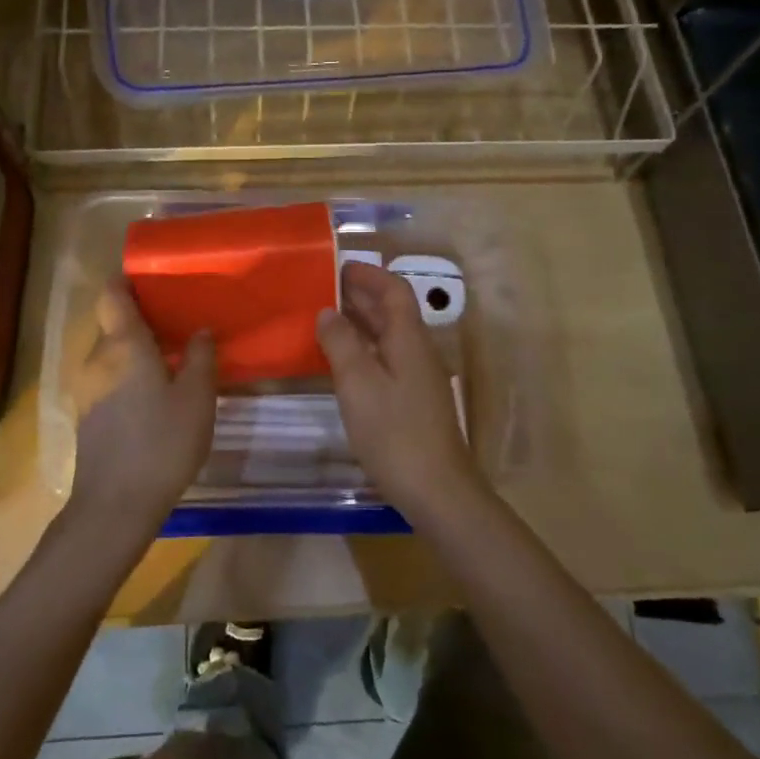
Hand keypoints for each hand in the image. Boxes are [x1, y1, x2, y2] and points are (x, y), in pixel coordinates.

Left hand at [68, 278, 215, 542]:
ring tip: (171, 356)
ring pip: (110, 354)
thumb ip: (201, 358)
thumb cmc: (161, 443)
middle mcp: (97, 359)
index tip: (151, 278)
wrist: (115, 505)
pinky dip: (127, 374)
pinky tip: (153, 393)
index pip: (112, 295)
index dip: (126, 280)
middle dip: (140, 318)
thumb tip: (201, 330)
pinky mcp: (87, 415)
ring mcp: (87, 388)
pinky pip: (107, 378)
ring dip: (135, 349)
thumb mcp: (197, 398)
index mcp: (123, 345)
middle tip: (177, 320)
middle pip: (112, 324)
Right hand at [316, 261, 489, 524]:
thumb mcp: (358, 383)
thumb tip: (327, 312)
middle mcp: (418, 350)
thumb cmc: (394, 431)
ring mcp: (419, 377)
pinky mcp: (414, 401)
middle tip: (322, 291)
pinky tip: (343, 363)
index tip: (337, 268)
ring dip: (361, 323)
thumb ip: (340, 343)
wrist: (437, 490)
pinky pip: (388, 359)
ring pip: (390, 336)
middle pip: (392, 311)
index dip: (368, 275)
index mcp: (409, 338)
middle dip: (361, 296)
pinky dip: (365, 349)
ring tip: (326, 320)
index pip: (393, 290)